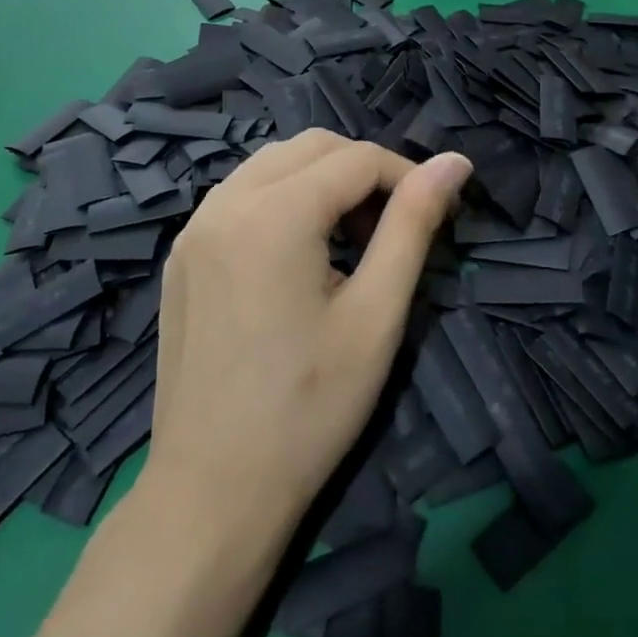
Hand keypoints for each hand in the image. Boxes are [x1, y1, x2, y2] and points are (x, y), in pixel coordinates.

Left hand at [146, 131, 471, 532]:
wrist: (212, 490)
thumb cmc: (308, 408)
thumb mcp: (377, 314)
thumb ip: (414, 225)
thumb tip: (455, 161)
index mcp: (273, 213)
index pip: (358, 158)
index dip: (407, 177)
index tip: (434, 216)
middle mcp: (225, 202)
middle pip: (312, 146)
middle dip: (364, 171)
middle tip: (392, 228)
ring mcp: (194, 226)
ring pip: (273, 163)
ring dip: (322, 181)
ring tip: (351, 239)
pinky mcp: (182, 253)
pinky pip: (241, 194)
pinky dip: (282, 199)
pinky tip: (300, 253)